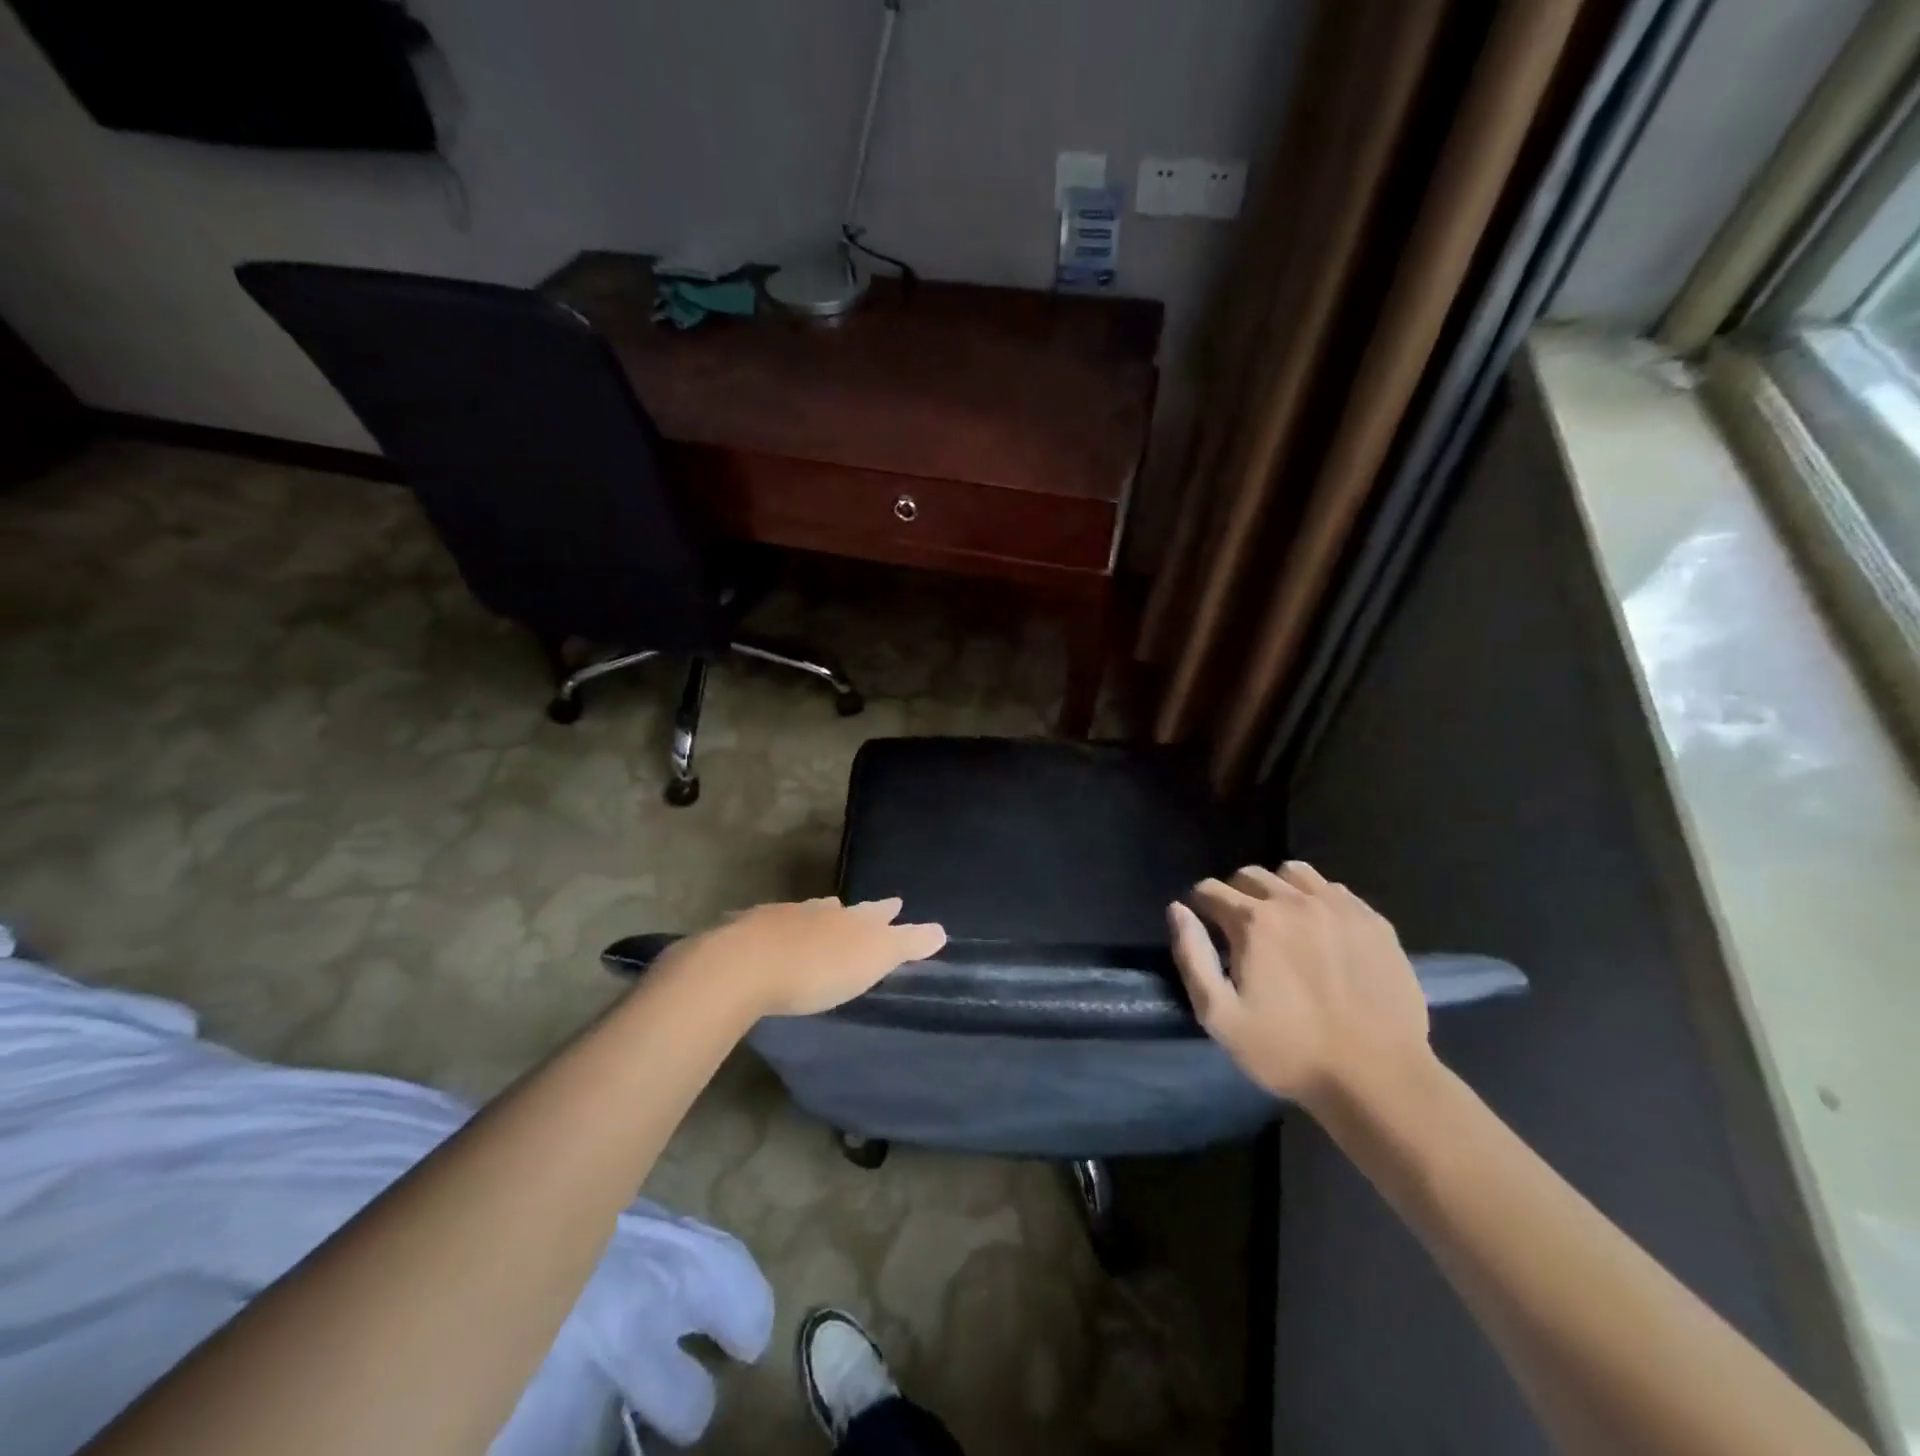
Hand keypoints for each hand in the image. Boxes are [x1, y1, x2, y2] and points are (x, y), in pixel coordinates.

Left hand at [668, 896, 946, 1018]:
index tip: (897, 903)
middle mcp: (816, 911)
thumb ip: (906, 943)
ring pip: (802, 914)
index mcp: (849, 918)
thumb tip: (941, 930)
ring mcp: (779, 918)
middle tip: (850, 910)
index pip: (876, 911)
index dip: (888, 911)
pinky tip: (770, 940)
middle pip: (837, 909)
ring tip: (813, 922)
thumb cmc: (819, 966)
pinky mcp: (745, 933)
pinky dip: (776, 933)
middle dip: (847, 912)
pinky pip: (768, 928)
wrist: (747, 964)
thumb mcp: (874, 957)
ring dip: (811, 919)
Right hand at [1167, 861, 1430, 1110]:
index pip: (1210, 889)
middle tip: (1241, 931)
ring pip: (1293, 873)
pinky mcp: (1373, 920)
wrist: (1378, 1077)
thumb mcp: (1220, 1016)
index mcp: (1253, 921)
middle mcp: (1293, 900)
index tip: (1207, 930)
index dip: (1201, 907)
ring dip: (1277, 889)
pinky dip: (1317, 900)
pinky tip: (1321, 932)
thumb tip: (1177, 909)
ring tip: (1281, 922)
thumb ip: (1192, 956)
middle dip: (1235, 894)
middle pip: (1249, 875)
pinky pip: (1333, 889)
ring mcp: (1338, 906)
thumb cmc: (1289, 1051)